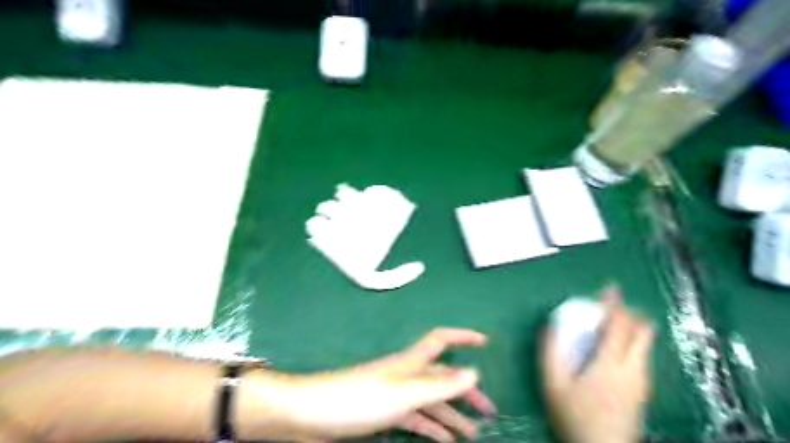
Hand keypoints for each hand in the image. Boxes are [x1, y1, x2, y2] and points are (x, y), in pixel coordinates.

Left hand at [245, 328, 494, 439]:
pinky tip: (444, 440)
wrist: (311, 416)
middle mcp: (405, 374)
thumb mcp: (402, 393)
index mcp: (410, 362)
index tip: (484, 342)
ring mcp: (394, 395)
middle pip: (442, 378)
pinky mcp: (384, 414)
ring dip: (452, 415)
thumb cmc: (358, 398)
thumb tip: (474, 373)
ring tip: (472, 432)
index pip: (441, 340)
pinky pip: (416, 419)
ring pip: (431, 402)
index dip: (462, 337)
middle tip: (488, 411)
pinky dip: (432, 428)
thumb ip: (438, 386)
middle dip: (465, 390)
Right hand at [544, 293, 654, 442]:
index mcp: (609, 362)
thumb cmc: (575, 416)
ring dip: (631, 327)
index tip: (610, 288)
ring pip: (645, 343)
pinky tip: (614, 350)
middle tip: (610, 307)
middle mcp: (633, 368)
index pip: (620, 324)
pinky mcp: (644, 390)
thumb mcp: (553, 383)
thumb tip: (550, 325)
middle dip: (629, 313)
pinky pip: (643, 355)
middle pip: (642, 330)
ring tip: (610, 325)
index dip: (615, 303)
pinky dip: (632, 342)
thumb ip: (550, 351)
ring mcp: (642, 380)